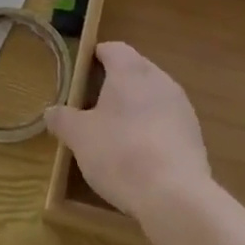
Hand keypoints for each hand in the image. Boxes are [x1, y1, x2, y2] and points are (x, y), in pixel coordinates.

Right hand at [44, 43, 211, 222]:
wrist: (175, 195)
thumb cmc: (120, 153)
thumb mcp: (80, 137)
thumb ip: (63, 120)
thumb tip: (50, 112)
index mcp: (130, 70)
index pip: (113, 48)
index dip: (96, 56)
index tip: (83, 72)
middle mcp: (159, 78)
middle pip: (135, 69)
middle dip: (116, 82)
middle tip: (95, 103)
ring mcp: (181, 105)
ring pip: (153, 94)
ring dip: (136, 105)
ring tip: (118, 130)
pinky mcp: (194, 133)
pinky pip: (167, 120)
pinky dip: (153, 128)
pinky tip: (142, 153)